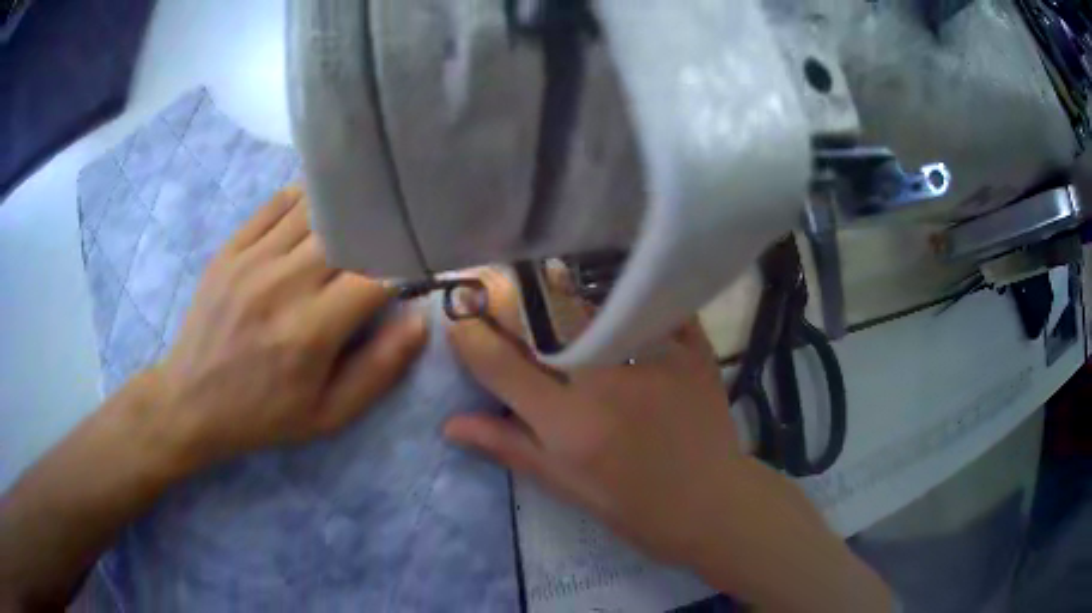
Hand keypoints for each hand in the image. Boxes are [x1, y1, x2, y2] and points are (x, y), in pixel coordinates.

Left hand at [149, 187, 427, 469]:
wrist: (191, 401)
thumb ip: (379, 370)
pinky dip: (305, 198)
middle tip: (391, 234)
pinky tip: (318, 207)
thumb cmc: (263, 414)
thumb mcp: (328, 415)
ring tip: (360, 216)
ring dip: (344, 210)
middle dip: (378, 230)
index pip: (377, 275)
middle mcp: (283, 284)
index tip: (415, 266)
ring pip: (314, 209)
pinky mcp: (231, 248)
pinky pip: (277, 204)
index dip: (405, 264)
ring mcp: (252, 259)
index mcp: (311, 331)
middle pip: (348, 232)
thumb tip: (419, 321)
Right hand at [443, 269, 742, 562]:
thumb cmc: (634, 508)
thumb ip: (509, 447)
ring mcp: (656, 361)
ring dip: (566, 287)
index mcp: (571, 425)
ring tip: (546, 275)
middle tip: (493, 283)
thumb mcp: (566, 486)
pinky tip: (617, 285)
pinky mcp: (694, 352)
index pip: (503, 369)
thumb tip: (451, 424)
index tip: (458, 325)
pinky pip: (659, 305)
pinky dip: (635, 293)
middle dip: (510, 298)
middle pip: (548, 321)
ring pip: (600, 303)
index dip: (471, 341)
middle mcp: (609, 384)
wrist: (711, 506)